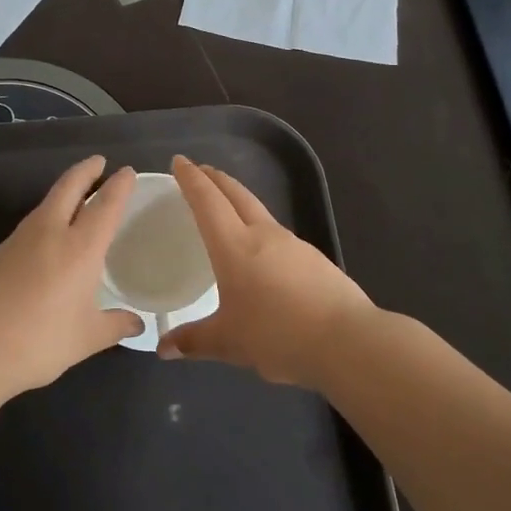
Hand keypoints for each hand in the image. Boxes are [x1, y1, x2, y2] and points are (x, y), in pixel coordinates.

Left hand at [0, 155, 142, 396]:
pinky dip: (45, 220)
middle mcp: (49, 233)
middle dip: (86, 171)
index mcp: (79, 248)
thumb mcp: (85, 339)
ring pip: (46, 204)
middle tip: (99, 162)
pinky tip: (46, 242)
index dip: (119, 186)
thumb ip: (114, 326)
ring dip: (64, 193)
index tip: (127, 171)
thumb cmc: (37, 342)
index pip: (105, 205)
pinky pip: (29, 227)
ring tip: (77, 199)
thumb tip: (137, 324)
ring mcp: (17, 240)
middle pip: (69, 187)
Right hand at [157, 155, 372, 387]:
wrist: (348, 341)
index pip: (207, 201)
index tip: (179, 161)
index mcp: (235, 246)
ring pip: (259, 211)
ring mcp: (293, 244)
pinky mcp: (314, 259)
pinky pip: (277, 233)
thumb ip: (194, 341)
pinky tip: (261, 249)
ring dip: (239, 200)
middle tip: (200, 171)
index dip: (191, 179)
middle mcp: (263, 235)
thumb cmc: (278, 335)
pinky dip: (259, 228)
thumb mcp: (229, 343)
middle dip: (215, 179)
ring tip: (226, 208)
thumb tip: (163, 348)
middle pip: (236, 195)